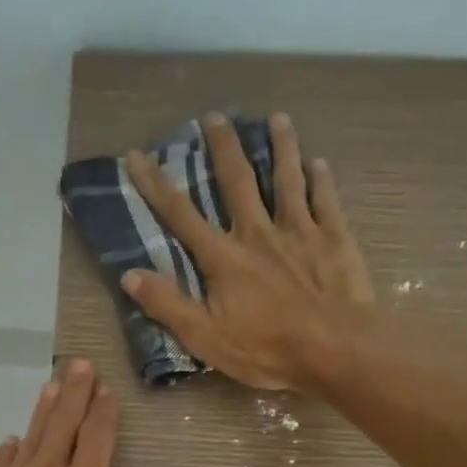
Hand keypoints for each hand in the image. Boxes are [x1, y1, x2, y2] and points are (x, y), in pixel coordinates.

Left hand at [0, 358, 130, 466]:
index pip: (99, 438)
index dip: (105, 411)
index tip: (107, 390)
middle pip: (65, 422)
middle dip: (76, 390)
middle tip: (81, 364)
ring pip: (32, 435)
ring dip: (44, 408)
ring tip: (52, 384)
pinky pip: (1, 463)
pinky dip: (11, 450)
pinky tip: (13, 442)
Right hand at [121, 111, 373, 389]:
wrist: (336, 349)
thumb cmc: (268, 350)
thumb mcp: (206, 338)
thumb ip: (168, 306)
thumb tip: (130, 275)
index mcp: (224, 259)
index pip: (182, 216)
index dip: (156, 185)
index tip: (138, 155)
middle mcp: (258, 234)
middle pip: (237, 182)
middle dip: (223, 148)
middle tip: (215, 116)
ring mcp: (300, 232)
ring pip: (287, 180)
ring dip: (281, 147)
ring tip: (277, 118)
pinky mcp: (334, 239)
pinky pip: (326, 201)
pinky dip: (321, 179)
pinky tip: (319, 162)